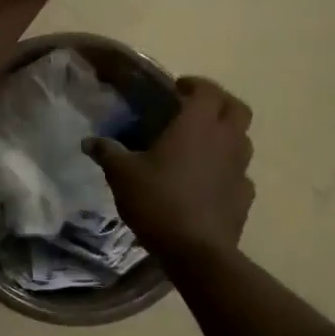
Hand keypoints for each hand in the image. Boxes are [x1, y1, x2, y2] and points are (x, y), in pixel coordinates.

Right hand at [84, 76, 254, 254]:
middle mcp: (226, 140)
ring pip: (242, 139)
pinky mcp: (245, 196)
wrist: (195, 251)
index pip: (207, 90)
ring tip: (200, 146)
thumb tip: (89, 142)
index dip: (194, 84)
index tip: (177, 88)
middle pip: (237, 108)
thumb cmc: (158, 201)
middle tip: (194, 110)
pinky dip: (226, 169)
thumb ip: (107, 153)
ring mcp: (241, 169)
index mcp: (197, 125)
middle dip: (218, 103)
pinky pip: (239, 172)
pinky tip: (207, 182)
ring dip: (225, 135)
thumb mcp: (122, 175)